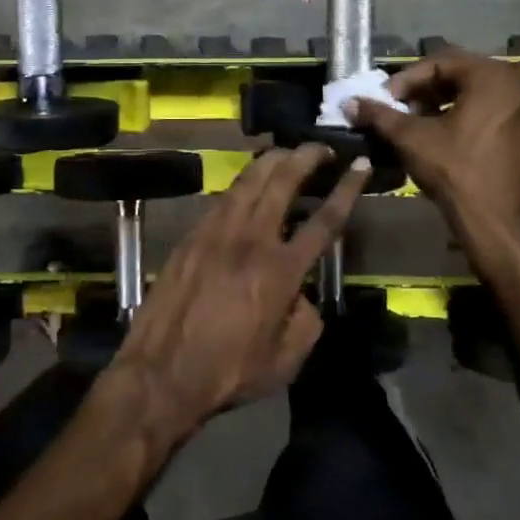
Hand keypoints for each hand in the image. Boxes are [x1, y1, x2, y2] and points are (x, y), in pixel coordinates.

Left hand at [108, 144, 367, 435]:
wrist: (161, 372)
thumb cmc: (228, 372)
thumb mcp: (286, 360)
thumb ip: (306, 321)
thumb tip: (302, 296)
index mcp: (281, 270)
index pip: (324, 219)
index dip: (346, 188)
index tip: (358, 162)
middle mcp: (251, 240)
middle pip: (282, 182)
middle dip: (306, 157)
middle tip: (321, 147)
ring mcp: (216, 233)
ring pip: (248, 181)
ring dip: (271, 161)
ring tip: (287, 152)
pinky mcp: (190, 237)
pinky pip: (222, 198)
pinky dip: (241, 183)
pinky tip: (247, 183)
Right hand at [349, 49, 519, 234]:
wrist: (501, 225)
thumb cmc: (456, 173)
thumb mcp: (412, 139)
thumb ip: (380, 115)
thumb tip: (349, 103)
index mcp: (493, 76)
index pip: (440, 62)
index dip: (406, 79)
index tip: (384, 100)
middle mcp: (519, 83)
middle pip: (461, 74)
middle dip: (425, 90)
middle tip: (399, 109)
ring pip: (478, 93)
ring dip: (444, 102)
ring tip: (418, 123)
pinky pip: (494, 111)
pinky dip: (467, 116)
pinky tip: (446, 137)